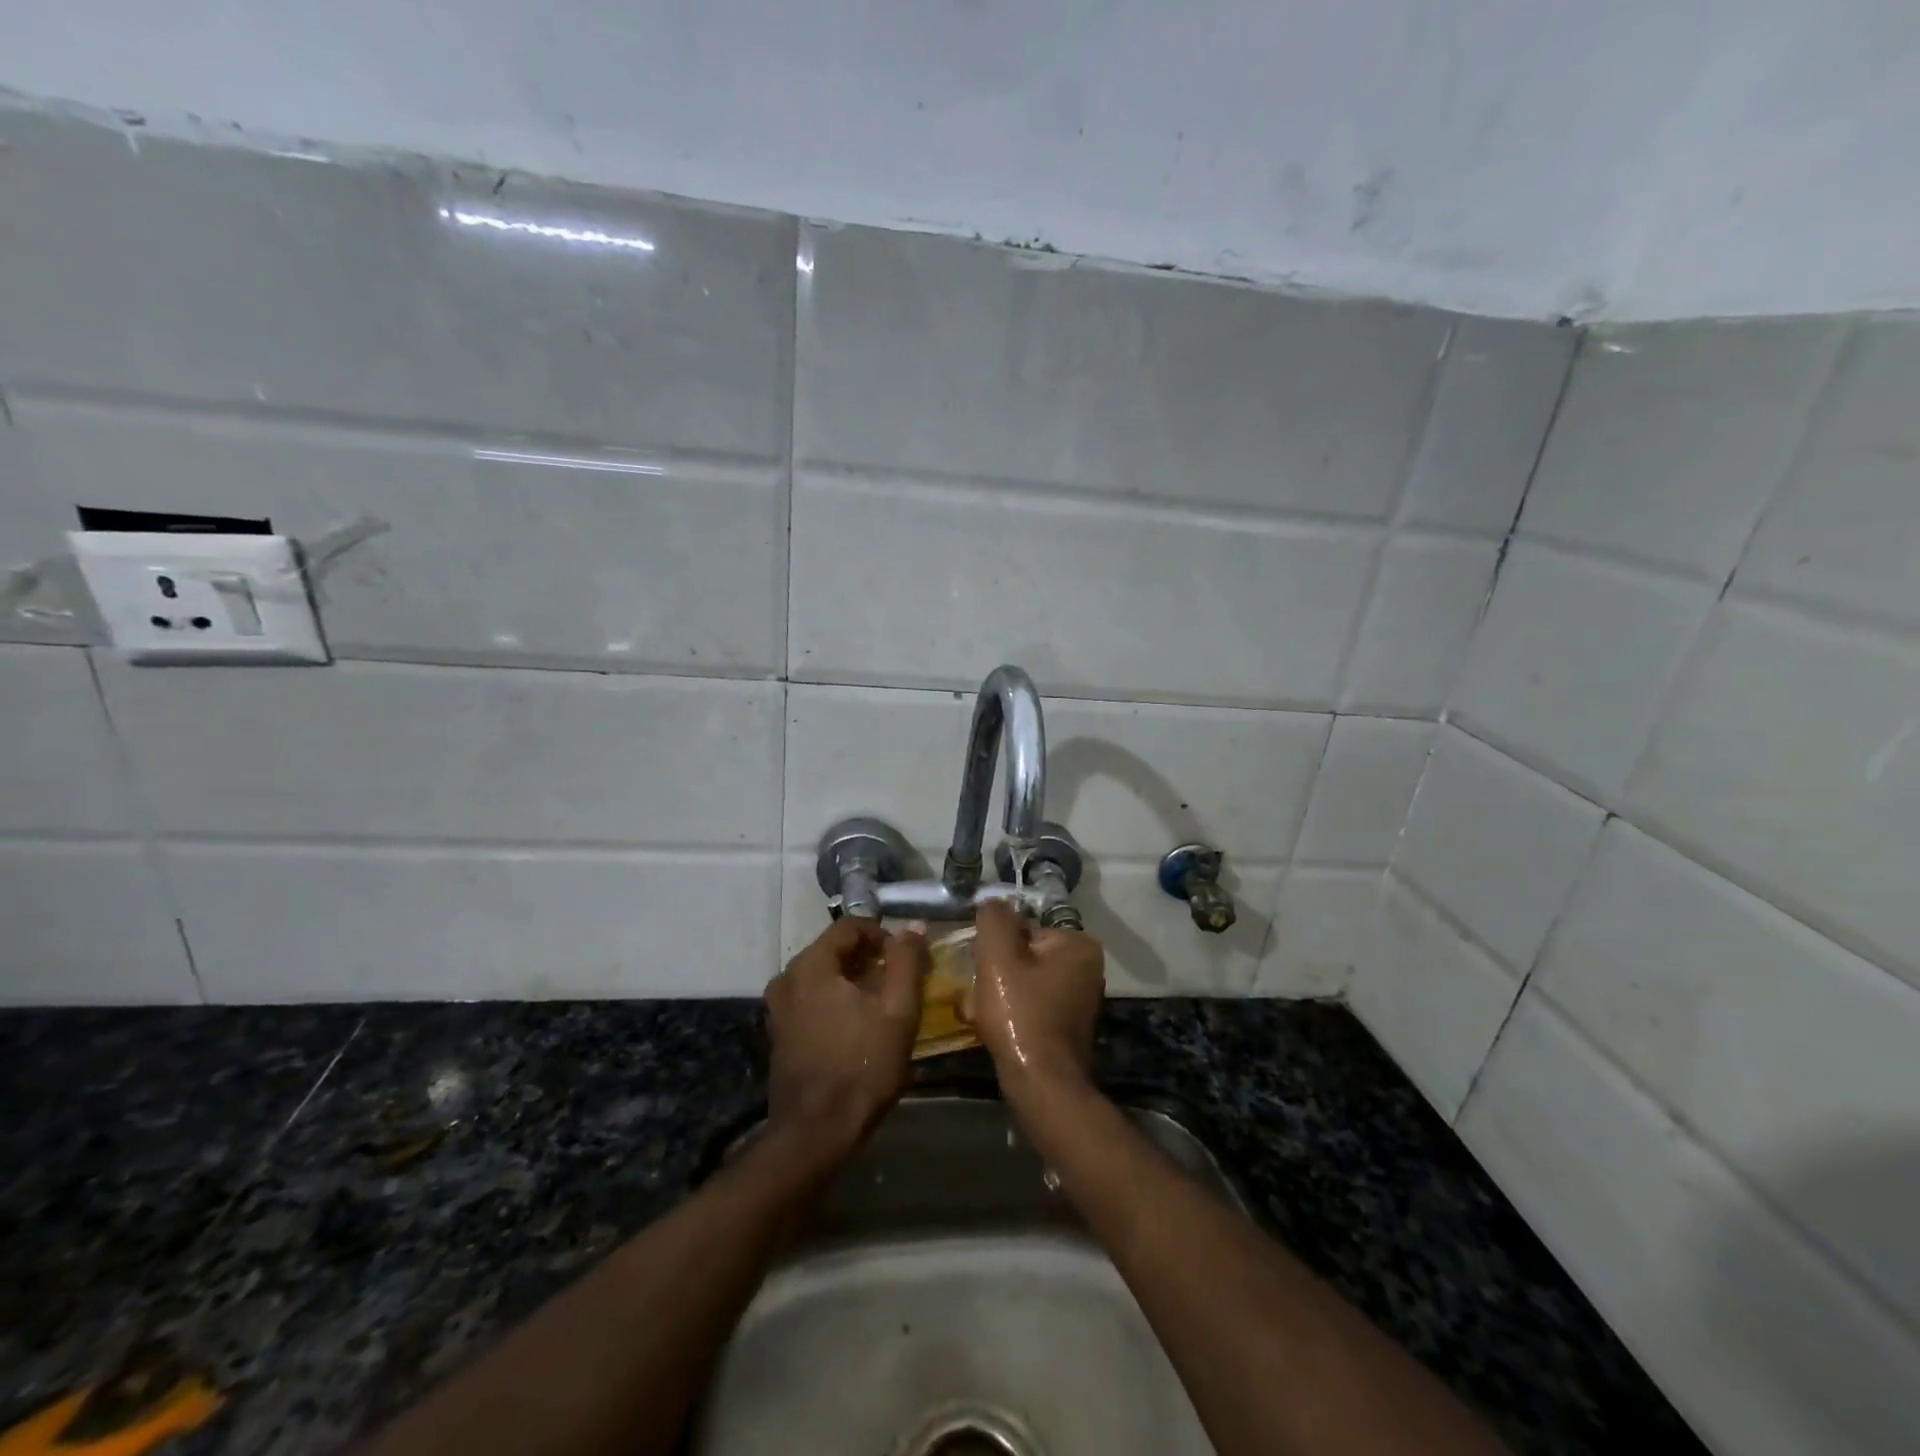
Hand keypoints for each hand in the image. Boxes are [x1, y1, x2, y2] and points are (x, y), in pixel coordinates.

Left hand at [765, 918, 927, 1157]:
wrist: (815, 1133)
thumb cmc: (861, 1066)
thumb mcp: (898, 1011)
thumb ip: (907, 962)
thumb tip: (912, 926)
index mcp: (810, 965)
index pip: (850, 926)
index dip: (883, 936)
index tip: (906, 959)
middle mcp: (787, 978)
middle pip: (835, 950)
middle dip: (869, 959)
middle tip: (899, 982)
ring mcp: (778, 1008)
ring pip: (823, 976)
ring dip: (854, 981)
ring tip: (883, 1004)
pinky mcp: (779, 1033)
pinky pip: (812, 998)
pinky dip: (836, 1000)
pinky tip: (858, 1025)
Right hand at [967, 901, 1105, 1100]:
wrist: (1041, 1084)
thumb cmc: (1021, 1014)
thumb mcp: (999, 956)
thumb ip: (994, 919)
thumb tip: (992, 903)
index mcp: (1079, 944)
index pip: (1025, 929)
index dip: (997, 948)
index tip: (984, 969)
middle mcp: (1088, 968)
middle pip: (1025, 955)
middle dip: (997, 972)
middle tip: (979, 993)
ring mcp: (1080, 998)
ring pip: (1024, 981)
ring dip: (999, 993)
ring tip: (981, 1012)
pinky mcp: (1068, 1025)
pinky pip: (1032, 1004)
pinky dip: (1012, 1012)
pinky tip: (994, 1027)